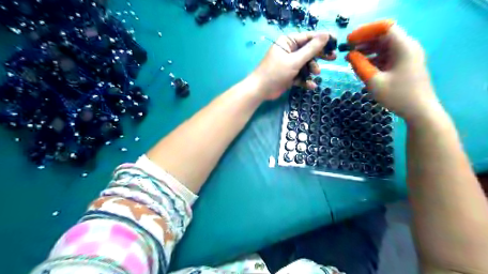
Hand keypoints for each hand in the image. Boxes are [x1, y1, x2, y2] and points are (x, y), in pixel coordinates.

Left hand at [252, 31, 335, 99]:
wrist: (260, 90)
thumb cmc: (275, 72)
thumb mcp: (294, 60)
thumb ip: (311, 49)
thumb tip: (326, 35)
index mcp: (288, 42)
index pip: (308, 37)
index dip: (322, 39)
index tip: (335, 42)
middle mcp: (289, 51)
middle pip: (309, 51)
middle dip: (319, 55)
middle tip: (333, 58)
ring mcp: (289, 64)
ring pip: (306, 64)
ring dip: (312, 69)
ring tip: (316, 73)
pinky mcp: (289, 76)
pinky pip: (301, 76)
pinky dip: (306, 80)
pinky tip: (311, 85)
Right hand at [344, 20, 444, 122]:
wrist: (420, 111)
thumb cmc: (397, 96)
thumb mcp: (374, 81)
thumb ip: (360, 66)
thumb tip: (349, 55)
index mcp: (403, 47)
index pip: (384, 28)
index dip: (365, 32)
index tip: (350, 41)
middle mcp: (407, 47)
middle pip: (384, 37)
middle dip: (364, 42)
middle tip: (348, 51)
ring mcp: (407, 56)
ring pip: (385, 47)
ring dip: (368, 51)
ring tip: (352, 60)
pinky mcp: (405, 65)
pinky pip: (387, 56)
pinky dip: (374, 59)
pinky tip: (363, 67)